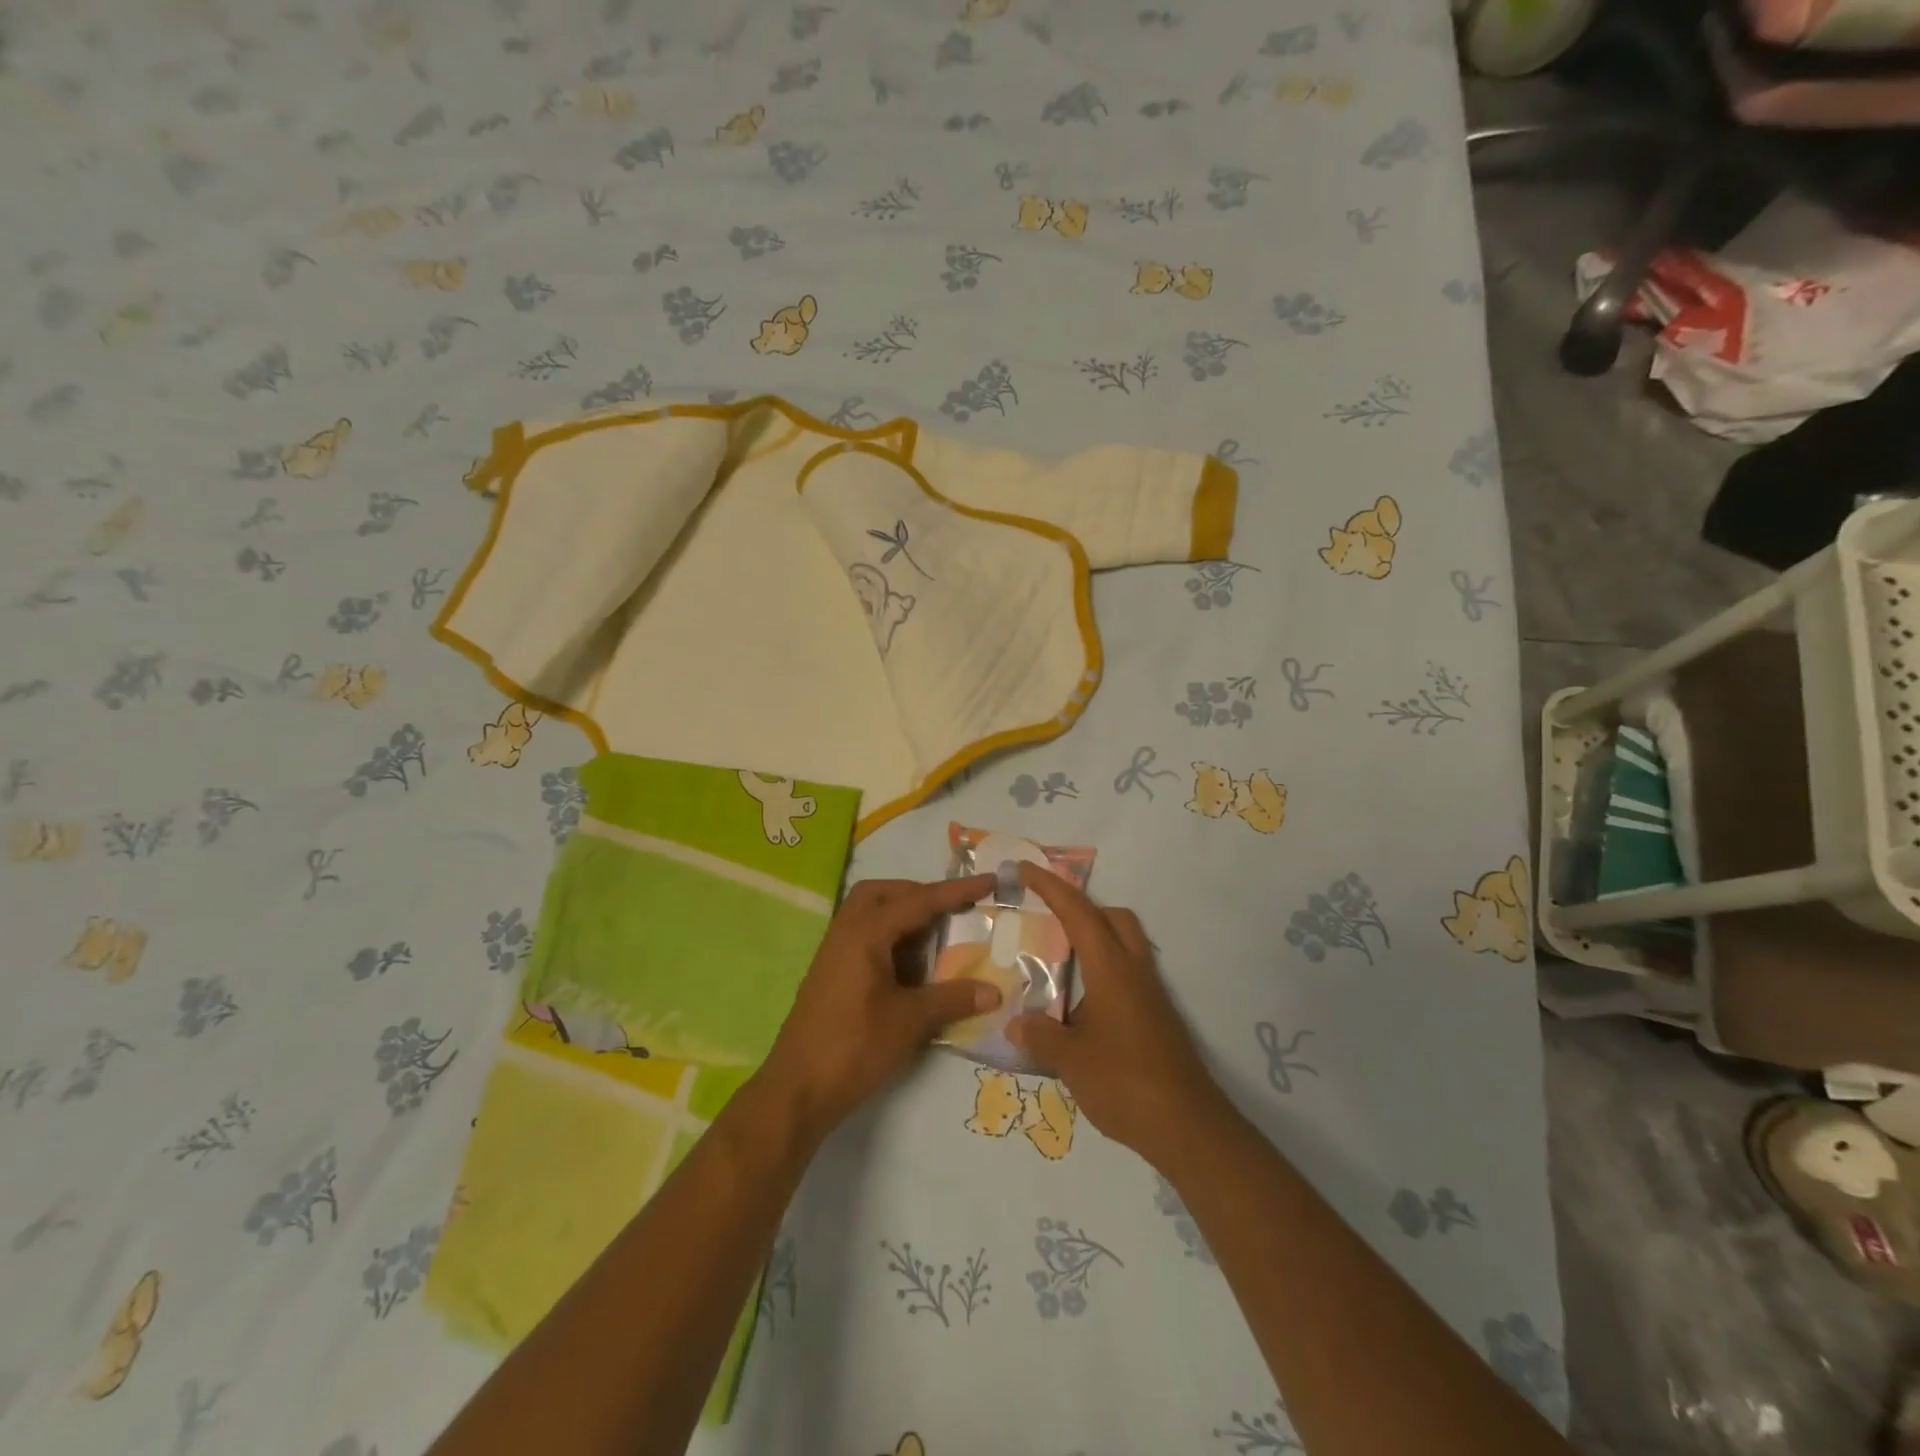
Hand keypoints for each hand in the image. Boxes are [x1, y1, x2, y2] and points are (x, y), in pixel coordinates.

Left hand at [757, 876, 1002, 1144]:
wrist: (797, 1090)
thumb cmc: (853, 1048)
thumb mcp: (909, 1022)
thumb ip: (952, 999)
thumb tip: (994, 991)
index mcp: (865, 933)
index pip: (918, 901)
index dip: (956, 891)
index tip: (988, 880)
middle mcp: (846, 932)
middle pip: (883, 893)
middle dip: (919, 894)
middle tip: (951, 909)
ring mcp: (834, 953)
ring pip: (870, 914)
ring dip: (903, 916)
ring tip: (936, 938)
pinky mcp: (831, 974)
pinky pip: (864, 937)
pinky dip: (890, 939)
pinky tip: (911, 968)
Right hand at [1007, 864, 1227, 1166]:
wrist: (1187, 1126)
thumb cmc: (1126, 1083)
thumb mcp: (1071, 1061)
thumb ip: (1041, 1036)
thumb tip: (1015, 1023)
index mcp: (1111, 969)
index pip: (1078, 912)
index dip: (1050, 886)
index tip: (1026, 868)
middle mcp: (1134, 970)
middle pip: (1113, 917)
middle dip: (1080, 907)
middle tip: (1048, 918)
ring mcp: (1150, 994)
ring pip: (1125, 943)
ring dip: (1095, 937)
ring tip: (1059, 961)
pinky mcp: (1157, 1016)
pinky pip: (1128, 972)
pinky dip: (1103, 969)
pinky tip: (1081, 1003)